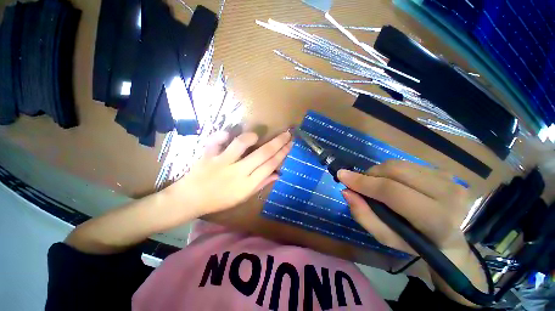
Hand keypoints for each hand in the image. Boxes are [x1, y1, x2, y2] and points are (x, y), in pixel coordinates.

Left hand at [164, 130, 292, 219]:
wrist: (191, 200)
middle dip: (278, 142)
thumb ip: (261, 184)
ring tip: (256, 136)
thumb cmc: (220, 200)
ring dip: (251, 137)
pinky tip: (227, 133)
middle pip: (262, 154)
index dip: (282, 153)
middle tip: (287, 133)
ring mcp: (221, 162)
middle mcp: (238, 172)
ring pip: (240, 144)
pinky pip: (215, 141)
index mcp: (247, 184)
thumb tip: (278, 173)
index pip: (270, 165)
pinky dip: (221, 135)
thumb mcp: (243, 197)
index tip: (290, 144)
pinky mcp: (208, 156)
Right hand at [338, 160, 486, 305]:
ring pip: (399, 164)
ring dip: (380, 172)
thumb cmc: (416, 243)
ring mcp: (449, 179)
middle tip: (362, 184)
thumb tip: (346, 191)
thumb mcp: (386, 238)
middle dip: (370, 174)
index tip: (341, 175)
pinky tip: (395, 183)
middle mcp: (448, 194)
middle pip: (395, 170)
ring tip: (378, 184)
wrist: (452, 240)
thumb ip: (364, 216)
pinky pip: (407, 164)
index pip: (391, 191)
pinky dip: (392, 171)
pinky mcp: (445, 171)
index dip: (363, 182)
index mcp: (435, 219)